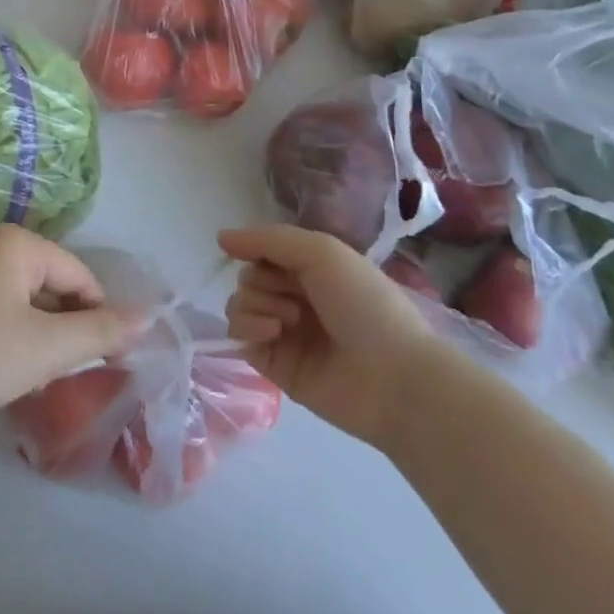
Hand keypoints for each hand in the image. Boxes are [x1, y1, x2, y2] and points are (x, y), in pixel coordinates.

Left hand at [0, 226, 135, 432]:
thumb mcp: (45, 348)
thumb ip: (99, 331)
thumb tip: (148, 316)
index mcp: (19, 243)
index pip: (82, 278)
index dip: (99, 320)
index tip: (105, 365)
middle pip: (55, 286)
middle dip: (65, 330)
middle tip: (59, 374)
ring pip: (28, 302)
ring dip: (40, 338)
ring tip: (30, 376)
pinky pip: (0, 310)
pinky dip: (12, 338)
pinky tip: (1, 369)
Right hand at [222, 224, 437, 448]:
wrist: (394, 377)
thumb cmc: (365, 304)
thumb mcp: (322, 252)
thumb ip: (268, 240)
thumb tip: (220, 237)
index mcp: (312, 271)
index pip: (264, 251)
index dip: (255, 249)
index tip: (251, 252)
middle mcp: (295, 299)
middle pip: (248, 277)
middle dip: (261, 280)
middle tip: (291, 295)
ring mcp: (283, 333)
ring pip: (239, 304)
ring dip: (256, 303)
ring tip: (288, 320)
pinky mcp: (273, 365)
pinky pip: (239, 336)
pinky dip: (248, 327)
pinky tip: (273, 333)